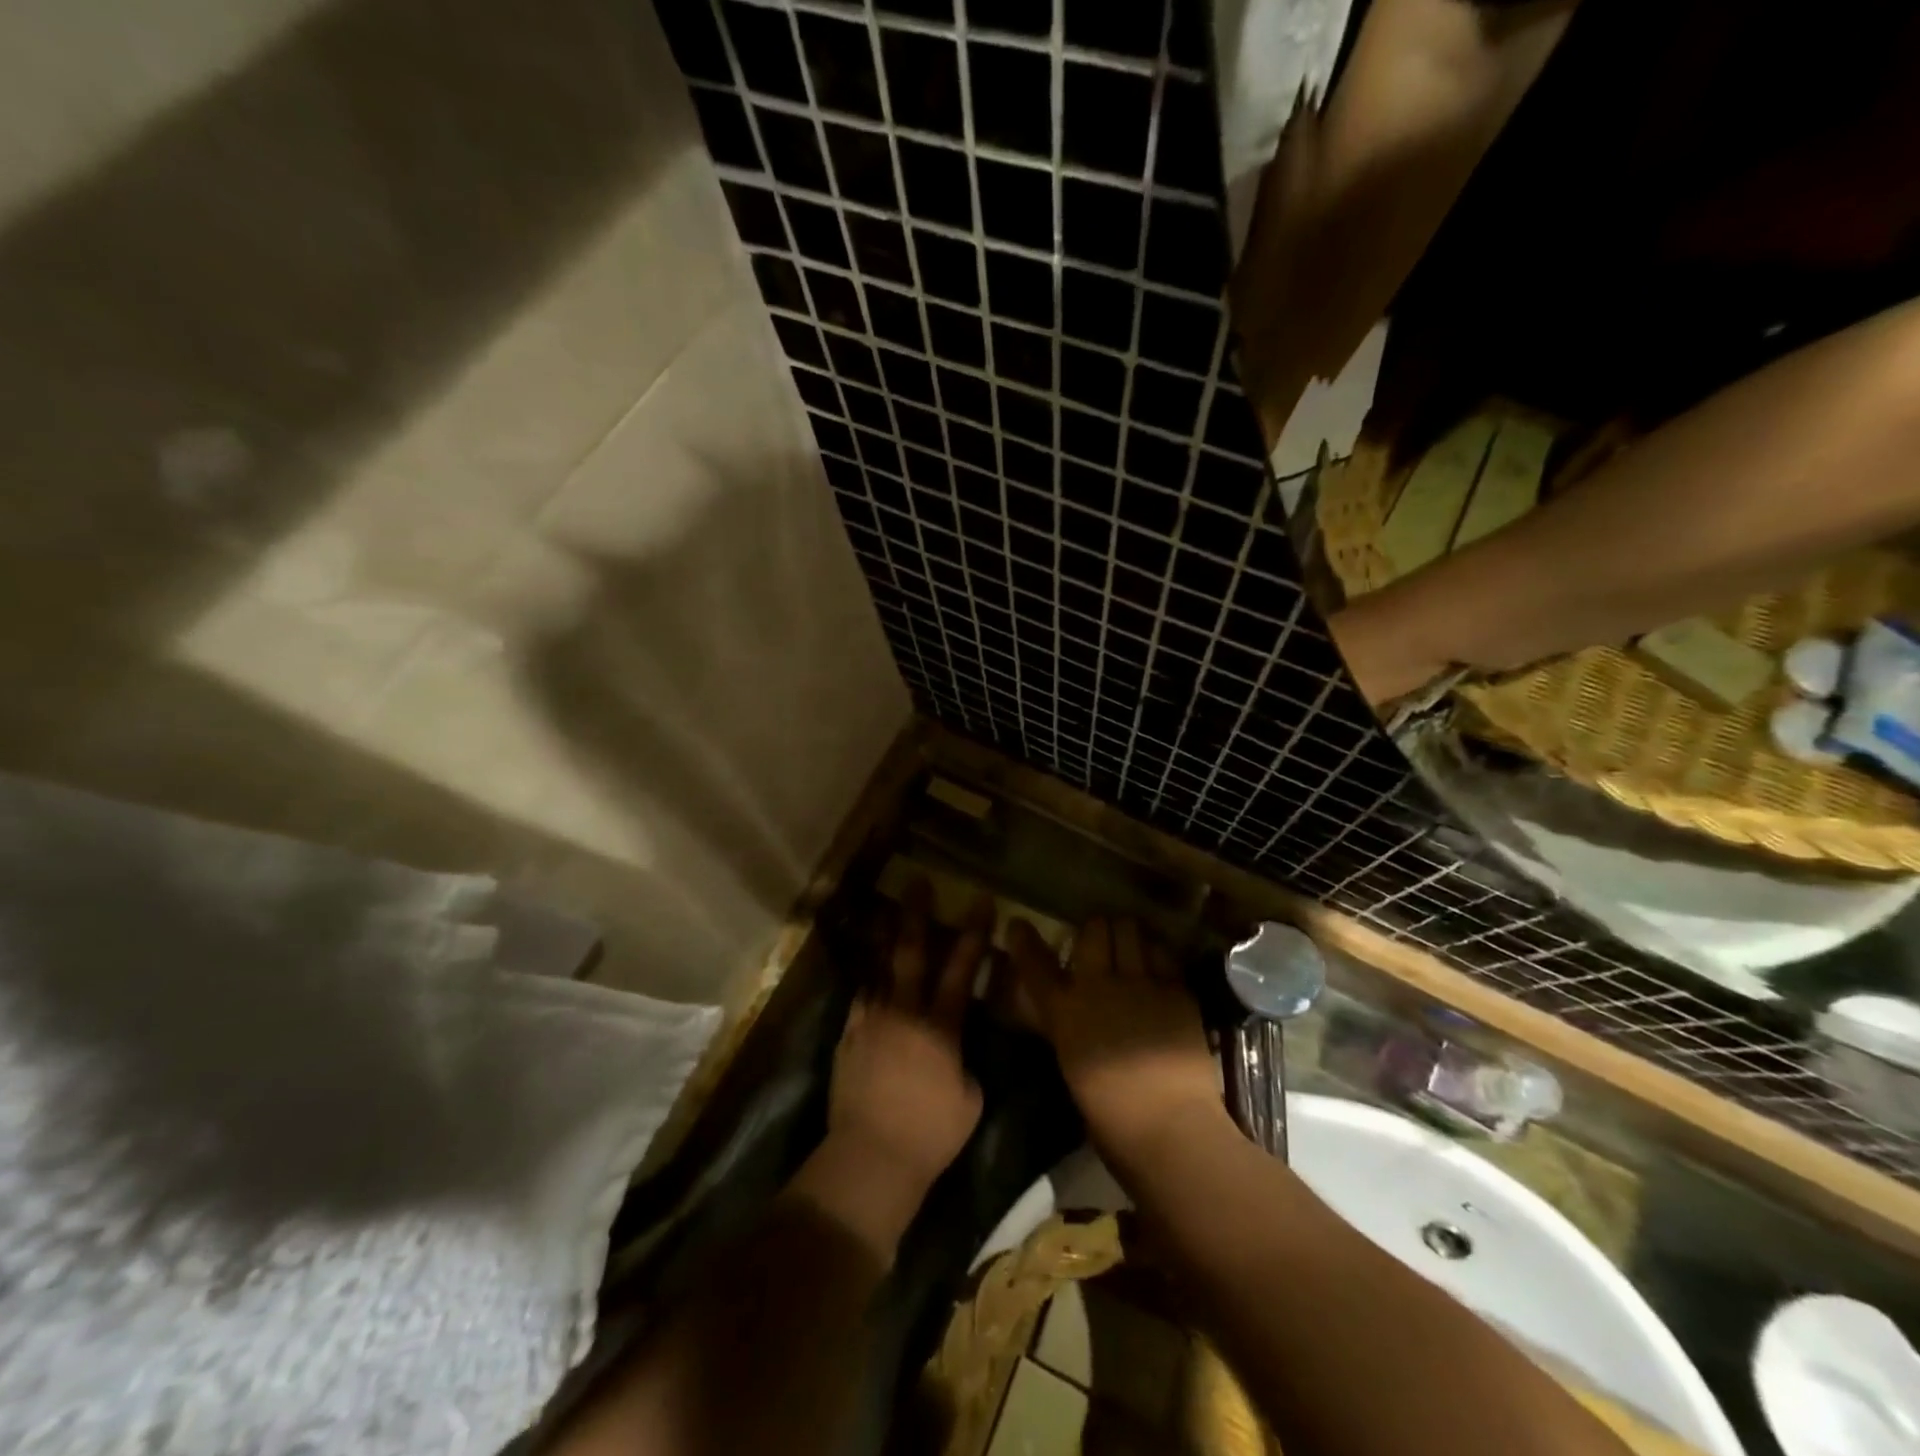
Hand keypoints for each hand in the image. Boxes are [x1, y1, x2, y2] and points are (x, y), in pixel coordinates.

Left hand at [806, 882, 988, 1254]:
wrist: (871, 1157)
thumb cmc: (931, 1134)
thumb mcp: (970, 1098)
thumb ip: (964, 1062)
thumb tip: (956, 1048)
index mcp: (941, 1027)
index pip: (962, 969)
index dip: (974, 933)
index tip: (980, 901)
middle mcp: (904, 1013)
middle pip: (911, 953)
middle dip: (917, 914)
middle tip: (918, 882)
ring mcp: (871, 1021)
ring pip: (879, 968)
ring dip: (886, 937)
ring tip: (888, 909)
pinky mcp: (848, 1036)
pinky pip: (861, 996)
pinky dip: (869, 978)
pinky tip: (871, 968)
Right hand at [1006, 917, 1228, 1168]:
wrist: (1170, 1127)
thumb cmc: (1110, 1115)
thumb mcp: (1072, 1062)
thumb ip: (1065, 1025)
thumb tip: (1065, 1009)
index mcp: (1065, 1011)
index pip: (1035, 963)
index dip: (1023, 940)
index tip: (1018, 925)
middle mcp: (1099, 985)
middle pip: (1095, 928)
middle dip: (1096, 930)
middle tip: (1099, 943)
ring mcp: (1141, 983)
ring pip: (1131, 929)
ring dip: (1127, 933)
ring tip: (1130, 946)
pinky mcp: (1177, 990)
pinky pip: (1163, 954)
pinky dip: (1157, 954)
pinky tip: (1157, 968)